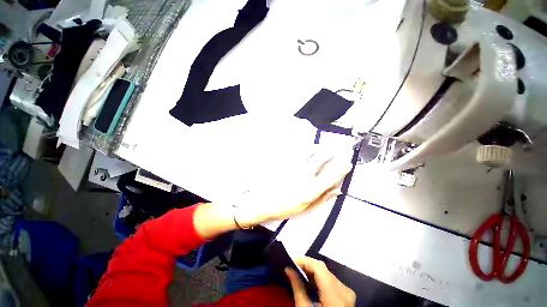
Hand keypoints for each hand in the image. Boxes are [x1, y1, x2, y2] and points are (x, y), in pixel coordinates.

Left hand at [234, 151, 351, 227]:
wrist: (261, 202)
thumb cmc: (283, 208)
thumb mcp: (305, 210)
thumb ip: (322, 200)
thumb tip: (338, 190)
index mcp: (310, 190)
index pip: (331, 175)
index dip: (341, 168)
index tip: (347, 163)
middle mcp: (303, 175)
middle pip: (322, 158)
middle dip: (333, 152)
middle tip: (339, 149)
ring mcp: (293, 166)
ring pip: (310, 151)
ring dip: (320, 148)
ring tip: (325, 147)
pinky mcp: (284, 161)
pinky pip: (298, 150)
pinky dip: (307, 148)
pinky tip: (309, 148)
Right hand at [285, 256, 355, 306]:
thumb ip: (297, 288)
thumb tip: (288, 269)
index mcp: (335, 295)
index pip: (319, 267)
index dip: (304, 261)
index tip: (291, 262)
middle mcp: (344, 290)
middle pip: (323, 269)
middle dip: (307, 266)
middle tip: (293, 268)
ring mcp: (347, 292)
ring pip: (326, 273)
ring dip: (312, 271)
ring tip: (299, 273)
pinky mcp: (347, 295)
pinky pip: (331, 280)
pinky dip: (319, 278)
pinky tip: (310, 282)